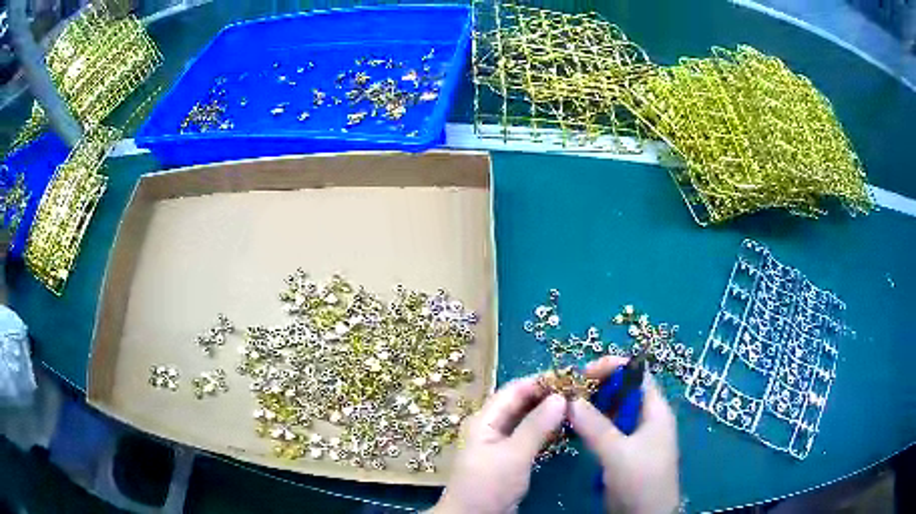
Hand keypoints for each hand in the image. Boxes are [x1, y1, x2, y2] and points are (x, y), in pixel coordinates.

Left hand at [432, 376, 565, 513]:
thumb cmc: (489, 485)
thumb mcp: (513, 455)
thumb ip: (536, 426)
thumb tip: (560, 397)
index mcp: (484, 419)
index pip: (514, 390)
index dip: (541, 381)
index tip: (571, 377)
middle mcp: (491, 426)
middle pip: (521, 403)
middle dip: (548, 395)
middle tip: (580, 391)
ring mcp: (500, 443)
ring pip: (527, 420)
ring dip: (549, 413)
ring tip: (578, 406)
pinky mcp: (509, 458)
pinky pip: (530, 436)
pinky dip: (546, 430)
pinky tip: (566, 428)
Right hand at [570, 356, 679, 513]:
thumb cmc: (641, 480)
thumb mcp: (618, 453)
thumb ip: (595, 426)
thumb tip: (570, 400)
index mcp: (655, 411)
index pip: (637, 375)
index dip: (613, 368)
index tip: (583, 372)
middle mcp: (646, 418)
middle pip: (623, 391)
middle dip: (597, 387)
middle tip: (568, 391)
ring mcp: (634, 436)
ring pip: (612, 411)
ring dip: (591, 407)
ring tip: (566, 407)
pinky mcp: (623, 452)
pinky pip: (606, 430)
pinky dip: (591, 425)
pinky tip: (573, 427)